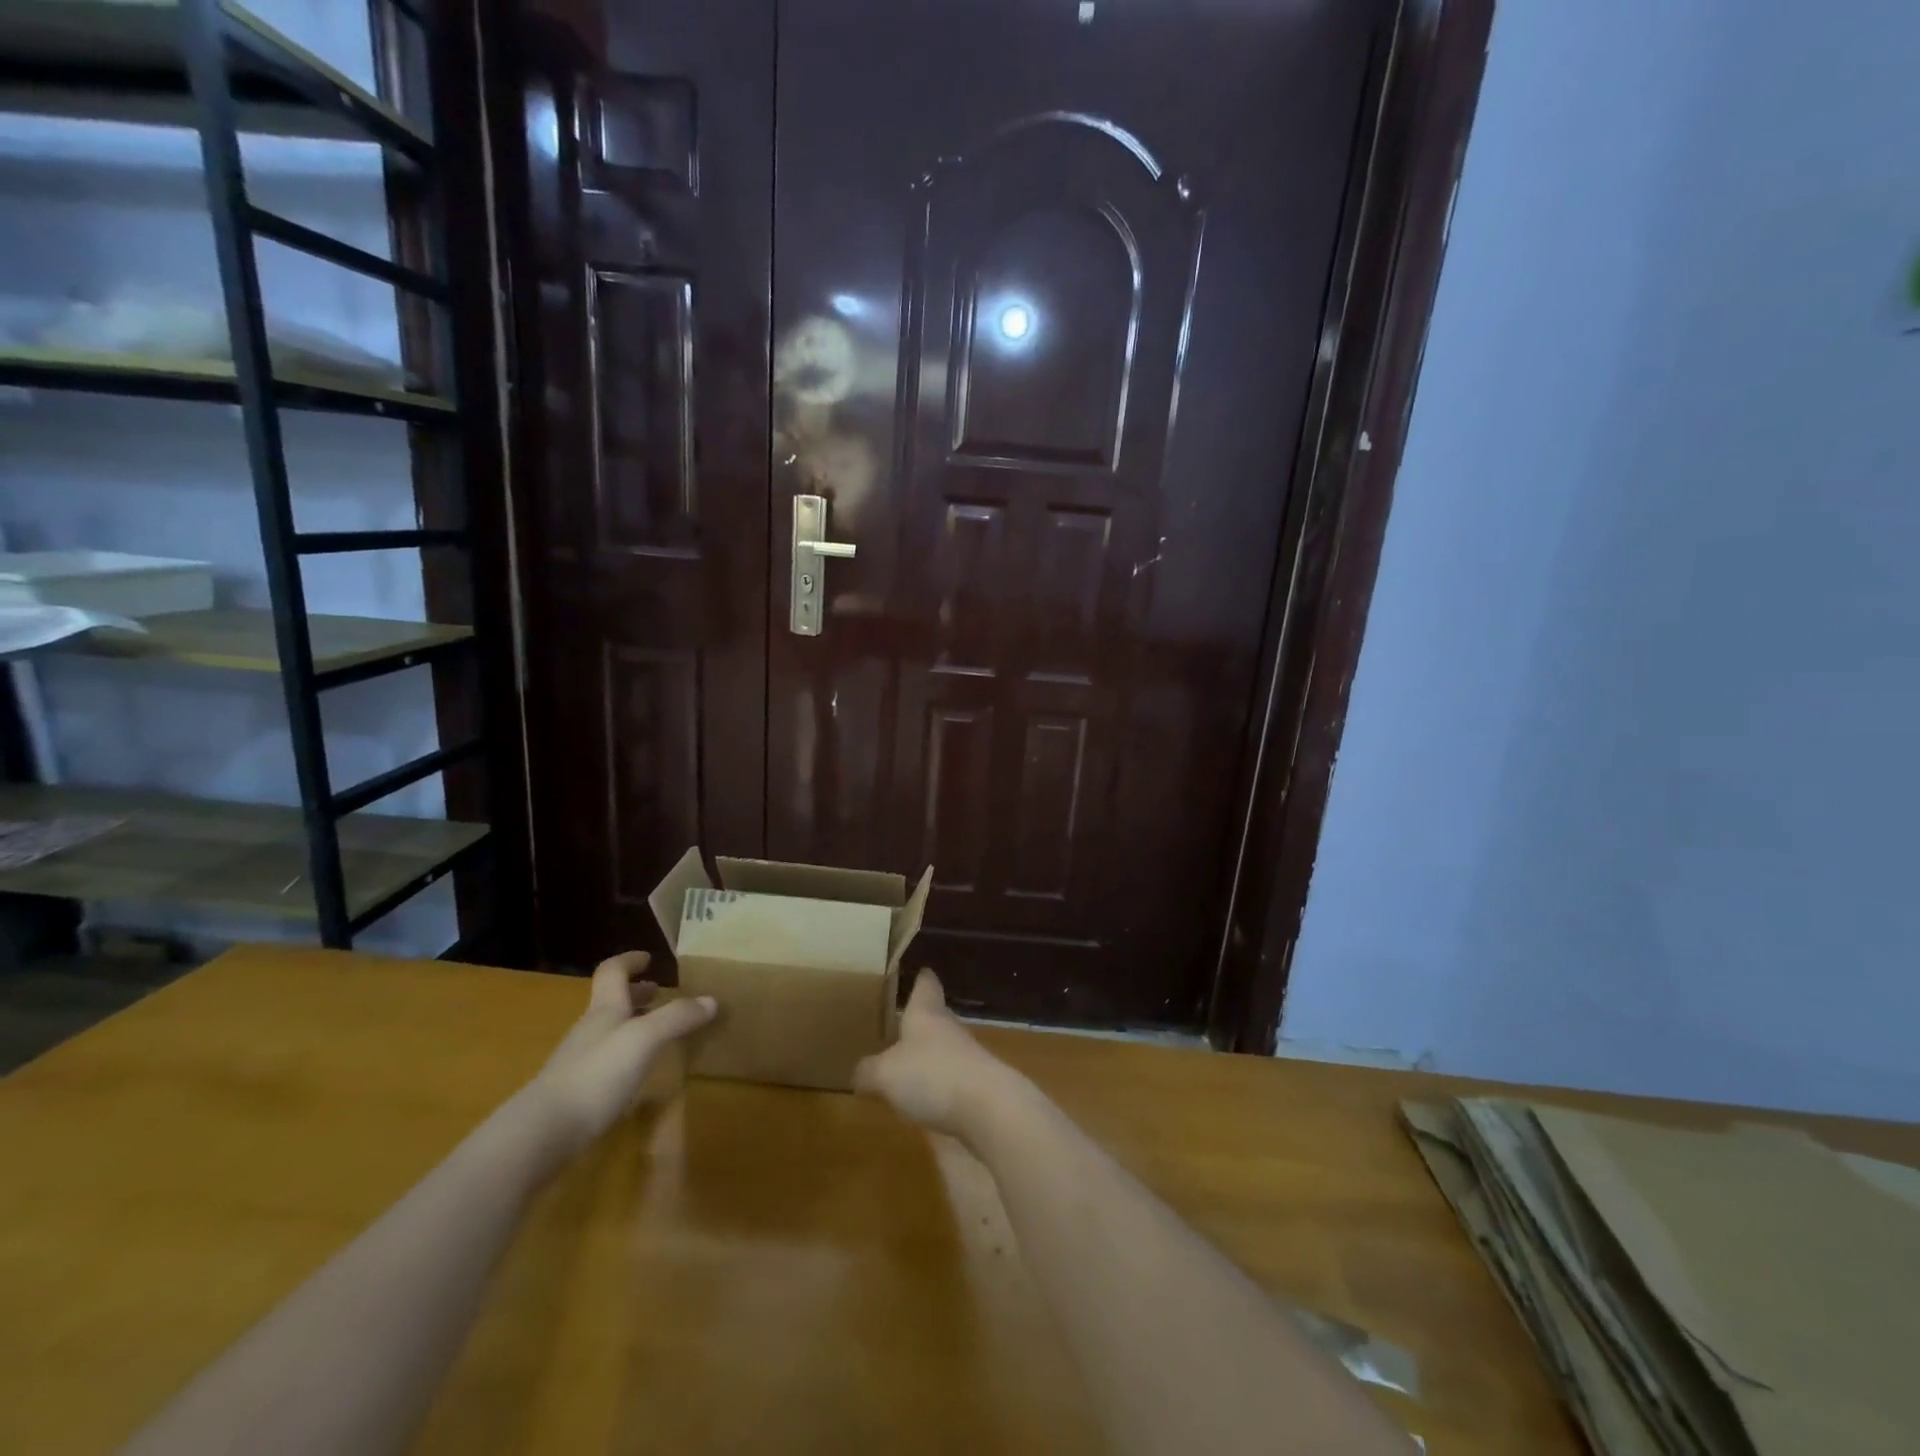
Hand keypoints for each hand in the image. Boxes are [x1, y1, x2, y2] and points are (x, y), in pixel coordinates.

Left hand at [526, 951, 715, 1154]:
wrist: (542, 1133)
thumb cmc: (597, 1074)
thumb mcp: (645, 1039)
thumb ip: (677, 1018)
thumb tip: (712, 1000)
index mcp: (604, 1010)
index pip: (612, 972)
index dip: (629, 961)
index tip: (648, 958)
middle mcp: (590, 1030)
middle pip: (611, 1002)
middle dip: (636, 994)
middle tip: (660, 993)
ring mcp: (579, 1063)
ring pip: (609, 1032)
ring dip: (633, 1024)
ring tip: (657, 1033)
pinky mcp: (576, 1094)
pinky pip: (606, 1062)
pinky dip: (625, 1056)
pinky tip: (637, 1073)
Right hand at [853, 971, 1022, 1139]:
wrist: (989, 1109)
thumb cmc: (932, 1075)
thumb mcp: (885, 1074)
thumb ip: (868, 1071)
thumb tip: (858, 1073)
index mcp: (926, 1013)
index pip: (926, 984)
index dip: (921, 977)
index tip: (918, 971)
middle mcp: (948, 1028)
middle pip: (935, 1016)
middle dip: (919, 1020)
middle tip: (897, 1024)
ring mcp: (967, 1057)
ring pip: (943, 1048)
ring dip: (927, 1055)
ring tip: (904, 1065)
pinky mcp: (977, 1087)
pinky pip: (951, 1078)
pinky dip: (937, 1084)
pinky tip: (923, 1099)